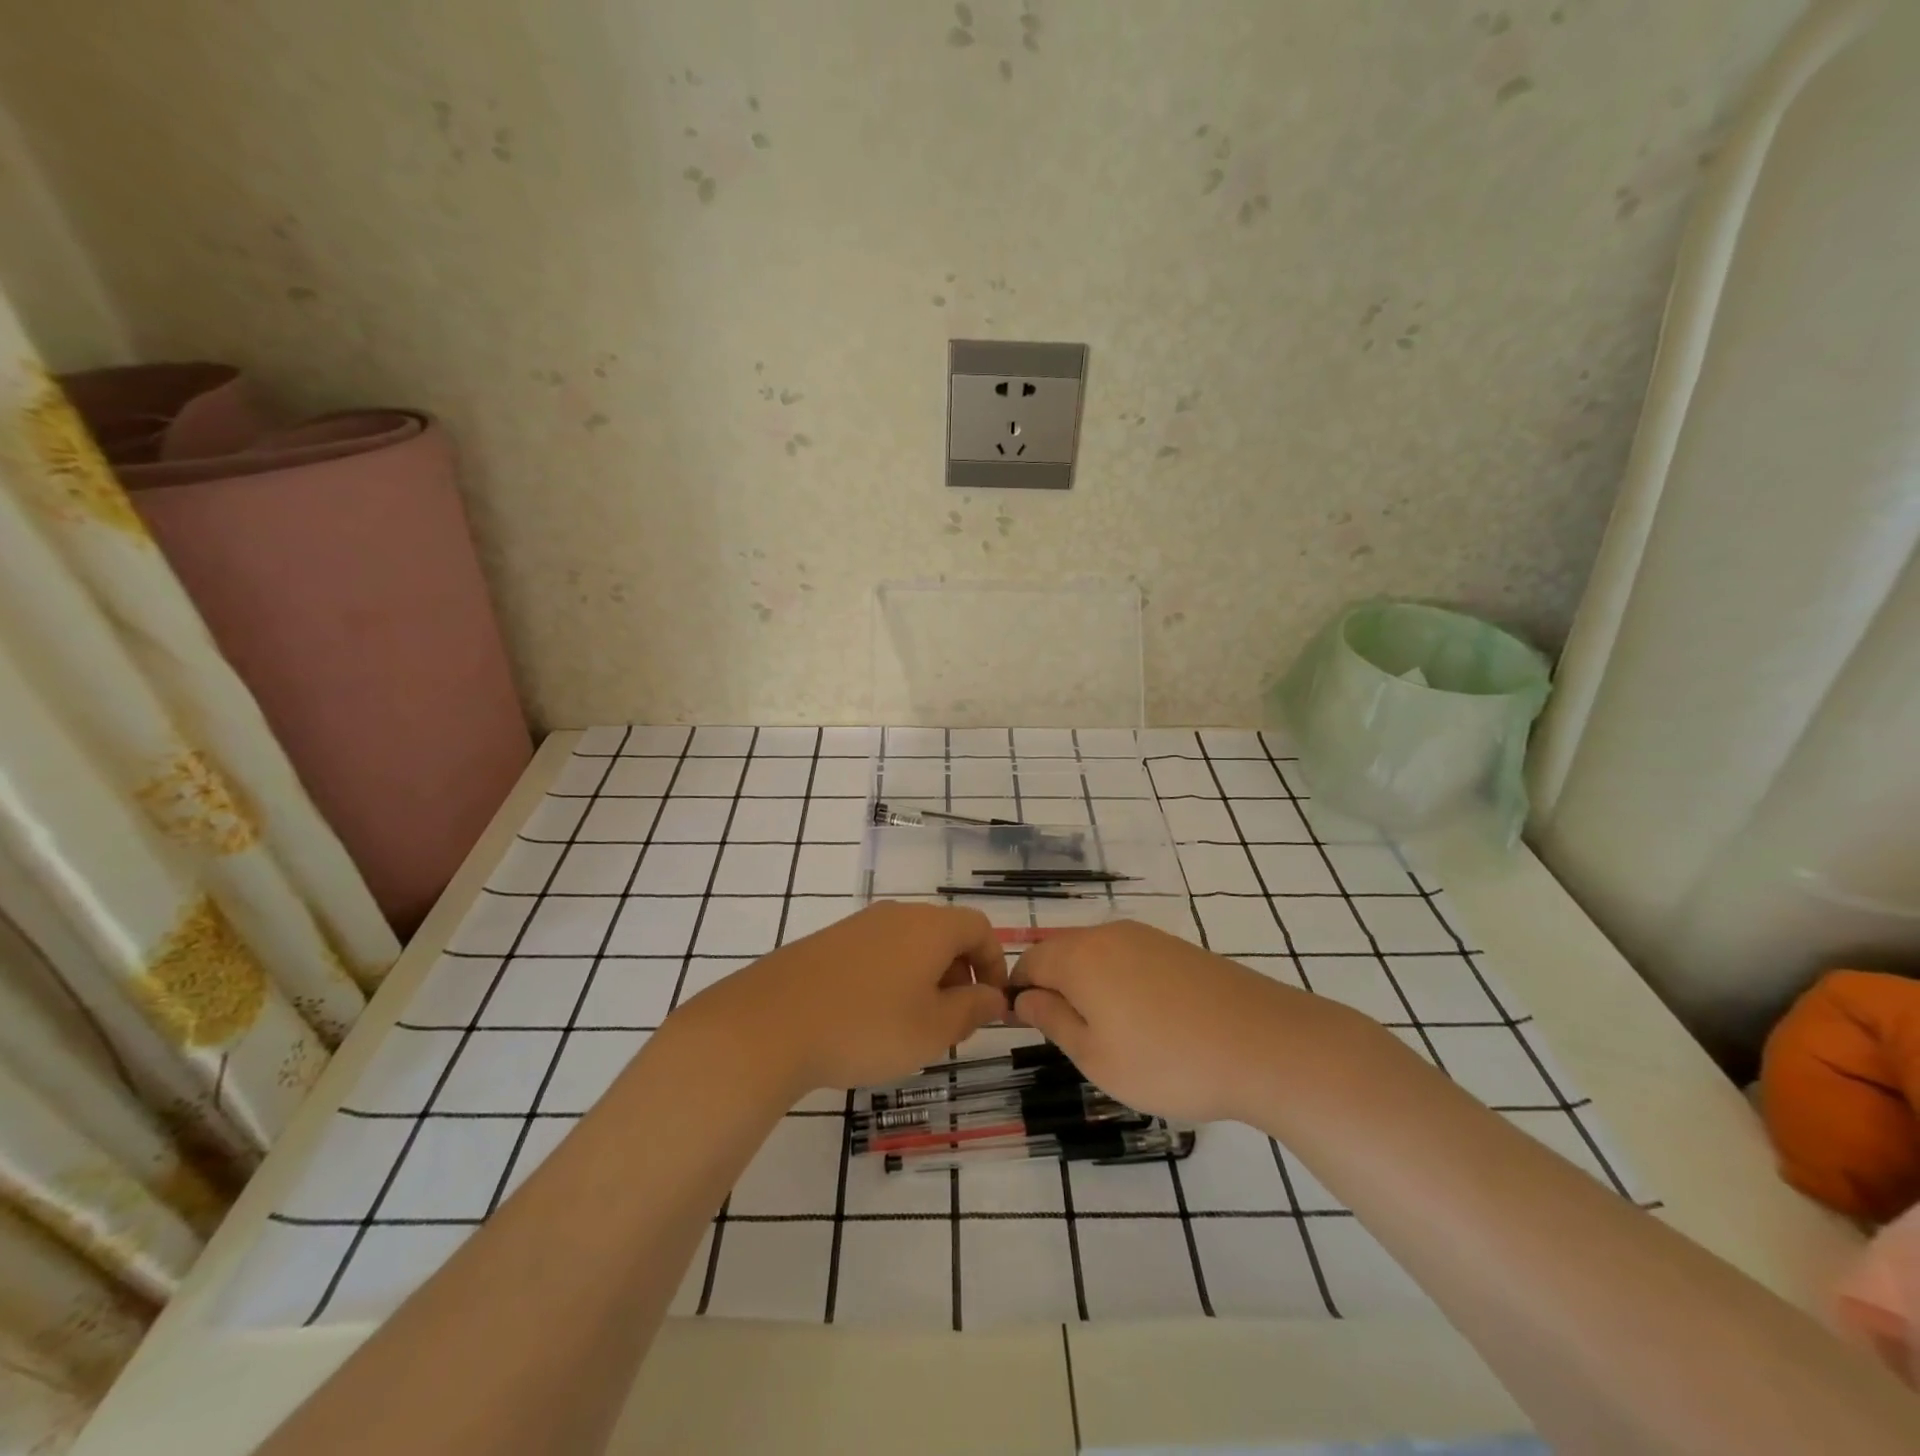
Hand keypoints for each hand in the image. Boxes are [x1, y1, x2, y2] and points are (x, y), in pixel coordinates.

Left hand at [681, 901, 1008, 1094]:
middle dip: (959, 974)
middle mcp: (896, 915)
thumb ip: (972, 1010)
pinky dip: (890, 979)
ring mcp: (858, 925)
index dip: (995, 963)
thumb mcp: (933, 1029)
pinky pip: (876, 953)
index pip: (979, 928)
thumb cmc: (866, 1026)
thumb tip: (993, 996)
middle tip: (953, 1022)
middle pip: (944, 933)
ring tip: (912, 1026)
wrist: (770, 1023)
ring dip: (924, 979)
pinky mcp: (827, 942)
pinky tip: (870, 1018)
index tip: (991, 1003)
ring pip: (909, 944)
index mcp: (929, 927)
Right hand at [1012, 920, 1344, 1124]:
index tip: (1020, 1025)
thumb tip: (1023, 997)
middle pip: (1061, 952)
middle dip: (1051, 986)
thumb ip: (1053, 1020)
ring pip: (1097, 954)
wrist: (1266, 1045)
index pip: (1028, 961)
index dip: (1016, 990)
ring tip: (1106, 1032)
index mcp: (1080, 957)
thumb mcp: (1097, 1057)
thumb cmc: (1169, 1061)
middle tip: (1065, 1035)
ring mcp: (1147, 937)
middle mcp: (1109, 934)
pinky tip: (1143, 1018)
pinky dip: (1119, 981)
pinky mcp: (1178, 948)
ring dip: (1086, 984)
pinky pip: (1129, 957)